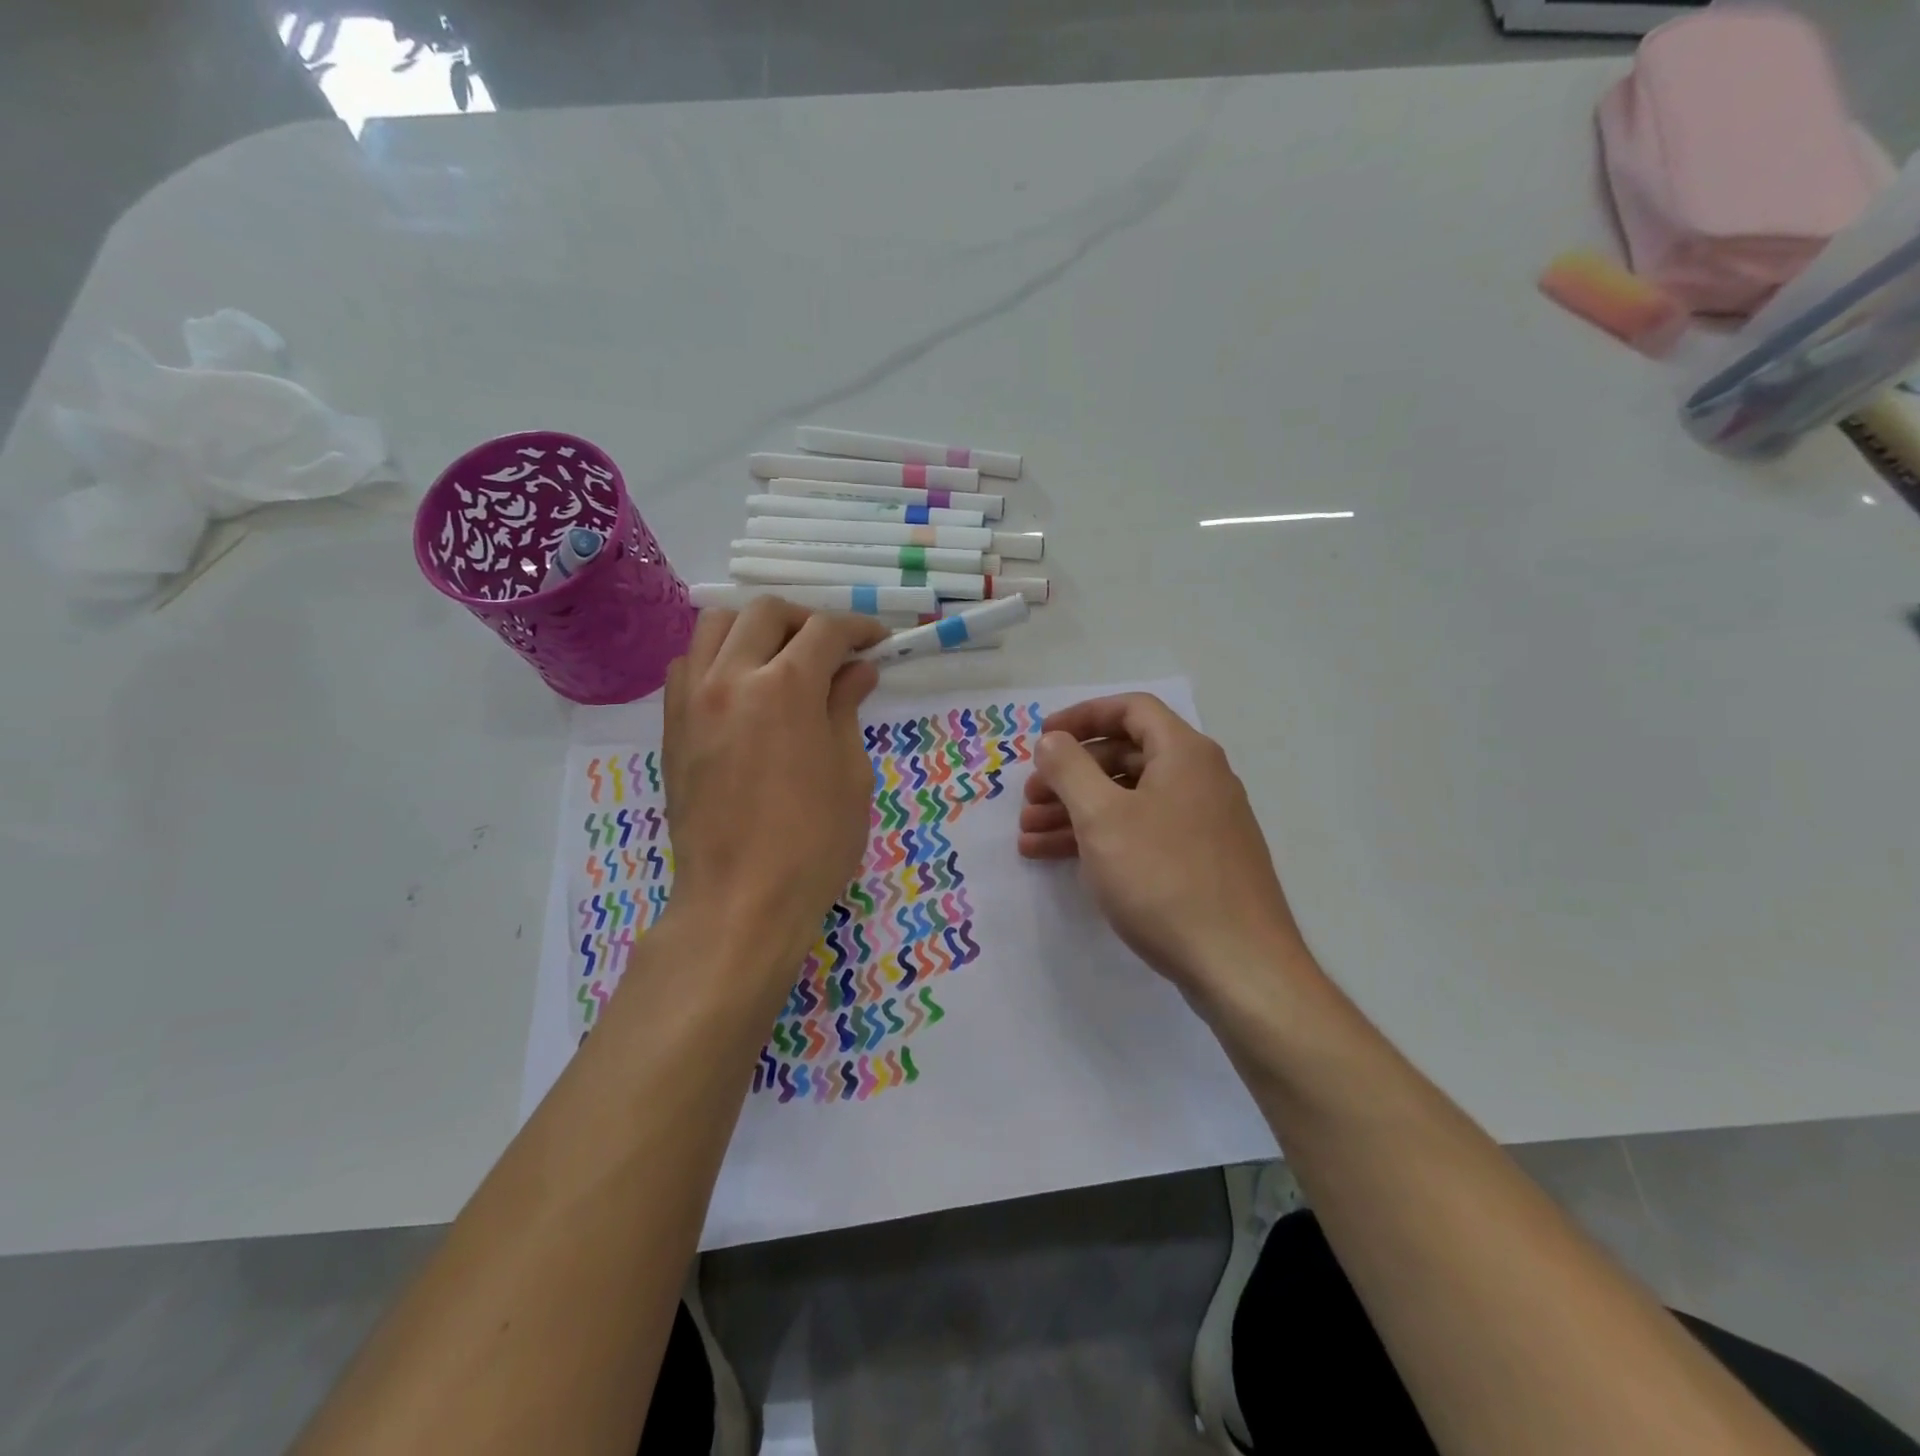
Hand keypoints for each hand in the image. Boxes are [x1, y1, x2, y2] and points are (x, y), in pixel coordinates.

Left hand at [661, 600, 887, 1002]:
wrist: (740, 900)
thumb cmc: (813, 843)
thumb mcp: (849, 773)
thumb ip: (846, 707)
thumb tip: (856, 670)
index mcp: (785, 687)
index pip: (824, 630)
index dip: (858, 628)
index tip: (877, 641)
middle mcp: (731, 677)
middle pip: (766, 613)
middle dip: (807, 620)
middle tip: (833, 649)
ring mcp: (693, 699)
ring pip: (716, 625)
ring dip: (755, 629)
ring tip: (782, 658)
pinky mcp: (672, 725)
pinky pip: (689, 663)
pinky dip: (718, 657)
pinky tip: (742, 688)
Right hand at [1018, 693, 1312, 1002]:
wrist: (1238, 966)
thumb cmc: (1164, 879)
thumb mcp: (1103, 818)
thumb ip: (1070, 769)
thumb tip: (1051, 739)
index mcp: (1184, 754)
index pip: (1130, 709)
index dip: (1081, 717)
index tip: (1041, 738)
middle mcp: (1199, 778)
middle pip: (1125, 756)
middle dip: (1070, 774)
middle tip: (1030, 799)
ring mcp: (1202, 822)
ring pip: (1129, 800)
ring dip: (1076, 811)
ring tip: (1029, 836)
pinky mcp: (1199, 861)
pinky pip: (1141, 833)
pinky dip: (1101, 838)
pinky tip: (1059, 859)